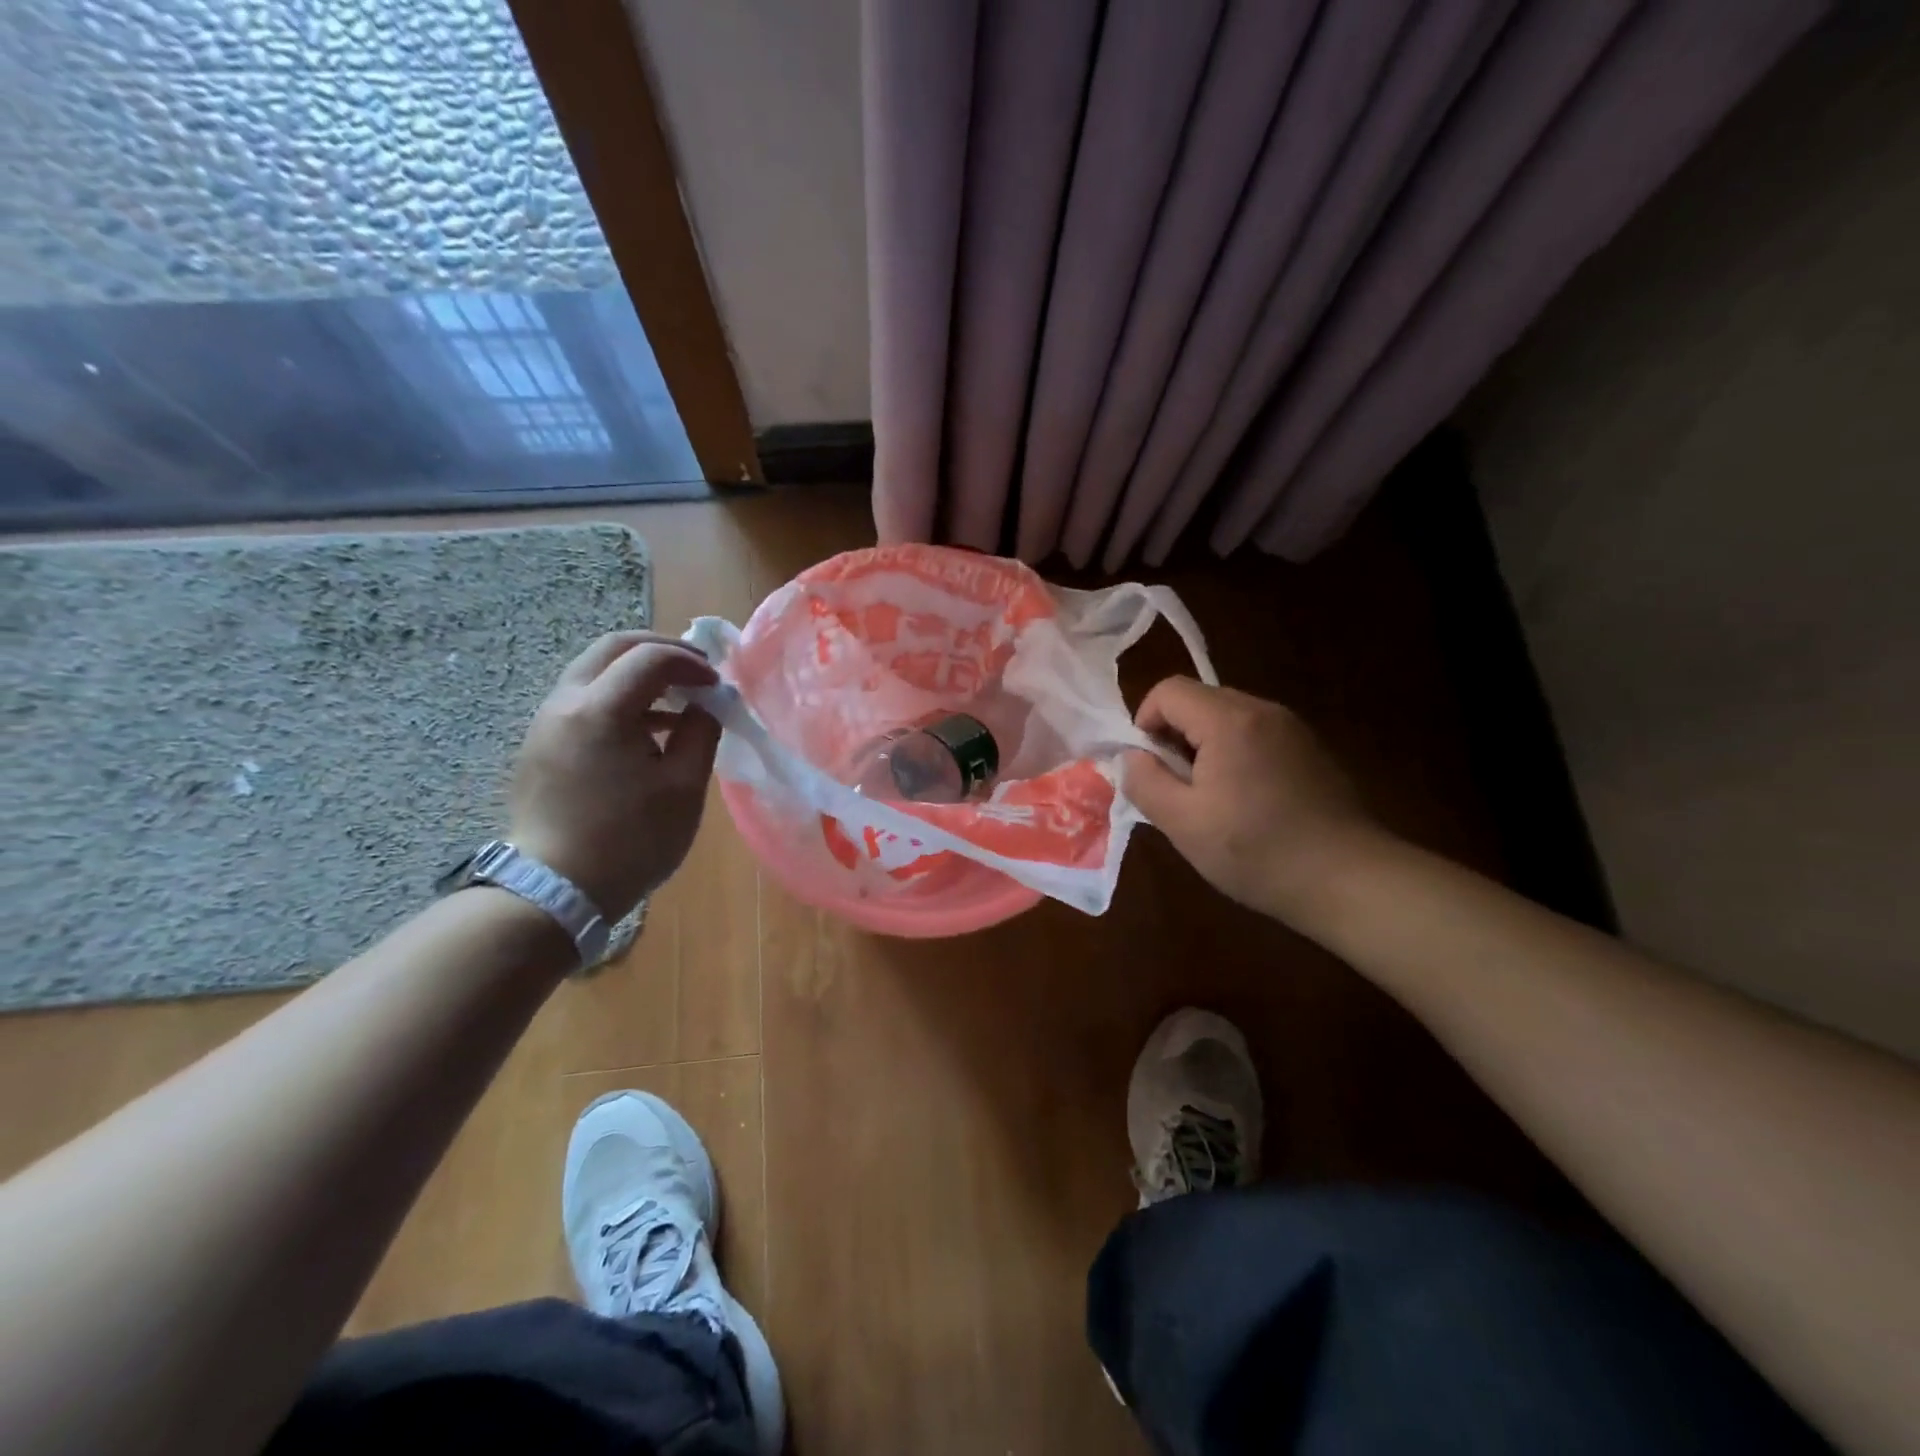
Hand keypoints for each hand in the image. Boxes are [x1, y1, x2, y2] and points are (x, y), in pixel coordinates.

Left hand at [508, 631, 721, 919]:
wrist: (554, 891)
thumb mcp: (683, 787)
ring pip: (594, 672)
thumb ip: (702, 732)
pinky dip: (619, 699)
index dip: (691, 663)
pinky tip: (647, 732)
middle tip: (696, 672)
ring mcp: (546, 724)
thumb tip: (708, 703)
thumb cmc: (629, 841)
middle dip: (660, 651)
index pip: (650, 658)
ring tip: (678, 704)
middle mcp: (564, 704)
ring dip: (638, 675)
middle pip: (612, 649)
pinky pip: (583, 701)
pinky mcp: (540, 746)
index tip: (718, 685)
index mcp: (600, 710)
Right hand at [1123, 677, 1383, 925]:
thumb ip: (1144, 781)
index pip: (1168, 690)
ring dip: (1203, 746)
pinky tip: (1245, 801)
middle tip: (1176, 786)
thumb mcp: (1182, 823)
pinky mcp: (1310, 749)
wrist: (1348, 880)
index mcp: (1229, 721)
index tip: (1149, 766)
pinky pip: (1255, 734)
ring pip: (1227, 717)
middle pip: (1199, 699)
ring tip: (1209, 797)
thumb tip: (1132, 756)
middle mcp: (1263, 710)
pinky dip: (1234, 754)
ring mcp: (1292, 728)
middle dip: (1174, 735)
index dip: (1145, 722)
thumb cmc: (1256, 851)